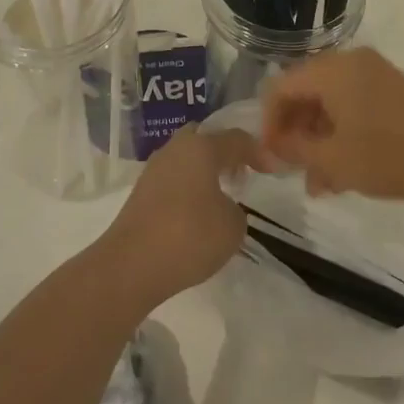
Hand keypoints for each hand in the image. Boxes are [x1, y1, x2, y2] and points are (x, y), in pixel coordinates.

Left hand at [94, 124, 255, 312]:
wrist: (131, 264)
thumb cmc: (189, 235)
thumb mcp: (232, 226)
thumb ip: (235, 210)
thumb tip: (220, 207)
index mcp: (201, 147)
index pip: (236, 139)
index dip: (258, 152)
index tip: (272, 170)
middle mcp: (175, 149)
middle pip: (204, 139)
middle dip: (224, 152)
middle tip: (240, 173)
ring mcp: (154, 169)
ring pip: (185, 158)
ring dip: (204, 171)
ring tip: (220, 195)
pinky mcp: (140, 192)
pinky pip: (172, 179)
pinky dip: (188, 188)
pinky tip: (196, 211)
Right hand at [261, 47, 403, 201]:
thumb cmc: (387, 156)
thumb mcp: (333, 158)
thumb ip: (295, 149)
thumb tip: (273, 145)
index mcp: (332, 69)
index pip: (281, 87)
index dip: (269, 122)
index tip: (270, 156)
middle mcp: (352, 62)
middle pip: (306, 92)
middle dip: (296, 132)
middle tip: (293, 169)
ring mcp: (377, 74)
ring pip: (331, 103)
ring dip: (319, 139)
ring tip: (319, 183)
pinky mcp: (395, 91)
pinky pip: (354, 106)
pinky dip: (342, 133)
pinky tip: (343, 172)